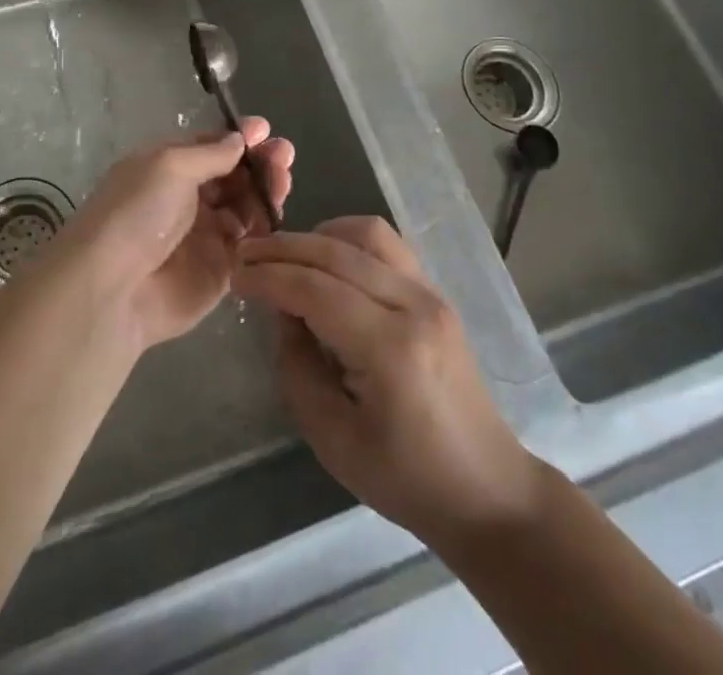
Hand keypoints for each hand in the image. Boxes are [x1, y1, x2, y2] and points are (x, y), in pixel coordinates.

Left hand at [60, 119, 292, 349]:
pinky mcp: (220, 270)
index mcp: (168, 167)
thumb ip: (210, 153)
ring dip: (266, 192)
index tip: (266, 131)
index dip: (238, 138)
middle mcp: (187, 198)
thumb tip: (239, 139)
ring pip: (246, 208)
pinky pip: (250, 245)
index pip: (210, 147)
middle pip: (233, 176)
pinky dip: (264, 229)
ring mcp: (204, 235)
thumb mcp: (170, 166)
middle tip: (284, 156)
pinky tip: (276, 217)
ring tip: (283, 182)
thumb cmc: (137, 212)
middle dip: (259, 163)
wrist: (114, 286)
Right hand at [233, 217, 536, 549]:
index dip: (268, 277)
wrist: (487, 489)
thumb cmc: (405, 477)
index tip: (235, 275)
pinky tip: (326, 258)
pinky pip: (386, 244)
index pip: (315, 289)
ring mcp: (430, 294)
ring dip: (317, 236)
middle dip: (283, 248)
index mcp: (390, 349)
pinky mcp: (435, 293)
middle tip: (246, 255)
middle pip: (336, 253)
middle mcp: (414, 306)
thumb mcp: (331, 437)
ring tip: (286, 255)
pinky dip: (347, 239)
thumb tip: (283, 312)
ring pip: (365, 234)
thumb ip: (296, 366)